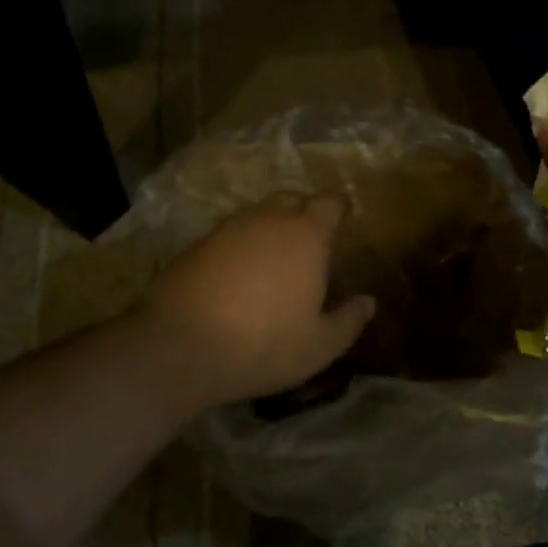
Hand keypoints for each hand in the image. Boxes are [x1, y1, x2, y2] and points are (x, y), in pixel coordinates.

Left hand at [136, 193, 376, 409]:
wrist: (179, 347)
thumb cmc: (263, 344)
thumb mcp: (319, 346)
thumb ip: (349, 320)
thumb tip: (369, 302)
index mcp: (306, 235)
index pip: (329, 202)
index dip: (339, 208)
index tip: (345, 219)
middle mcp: (268, 220)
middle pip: (292, 199)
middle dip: (305, 211)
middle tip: (312, 239)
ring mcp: (228, 229)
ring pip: (258, 214)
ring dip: (271, 227)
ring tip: (275, 258)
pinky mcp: (197, 244)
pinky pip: (230, 234)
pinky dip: (242, 245)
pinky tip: (240, 274)